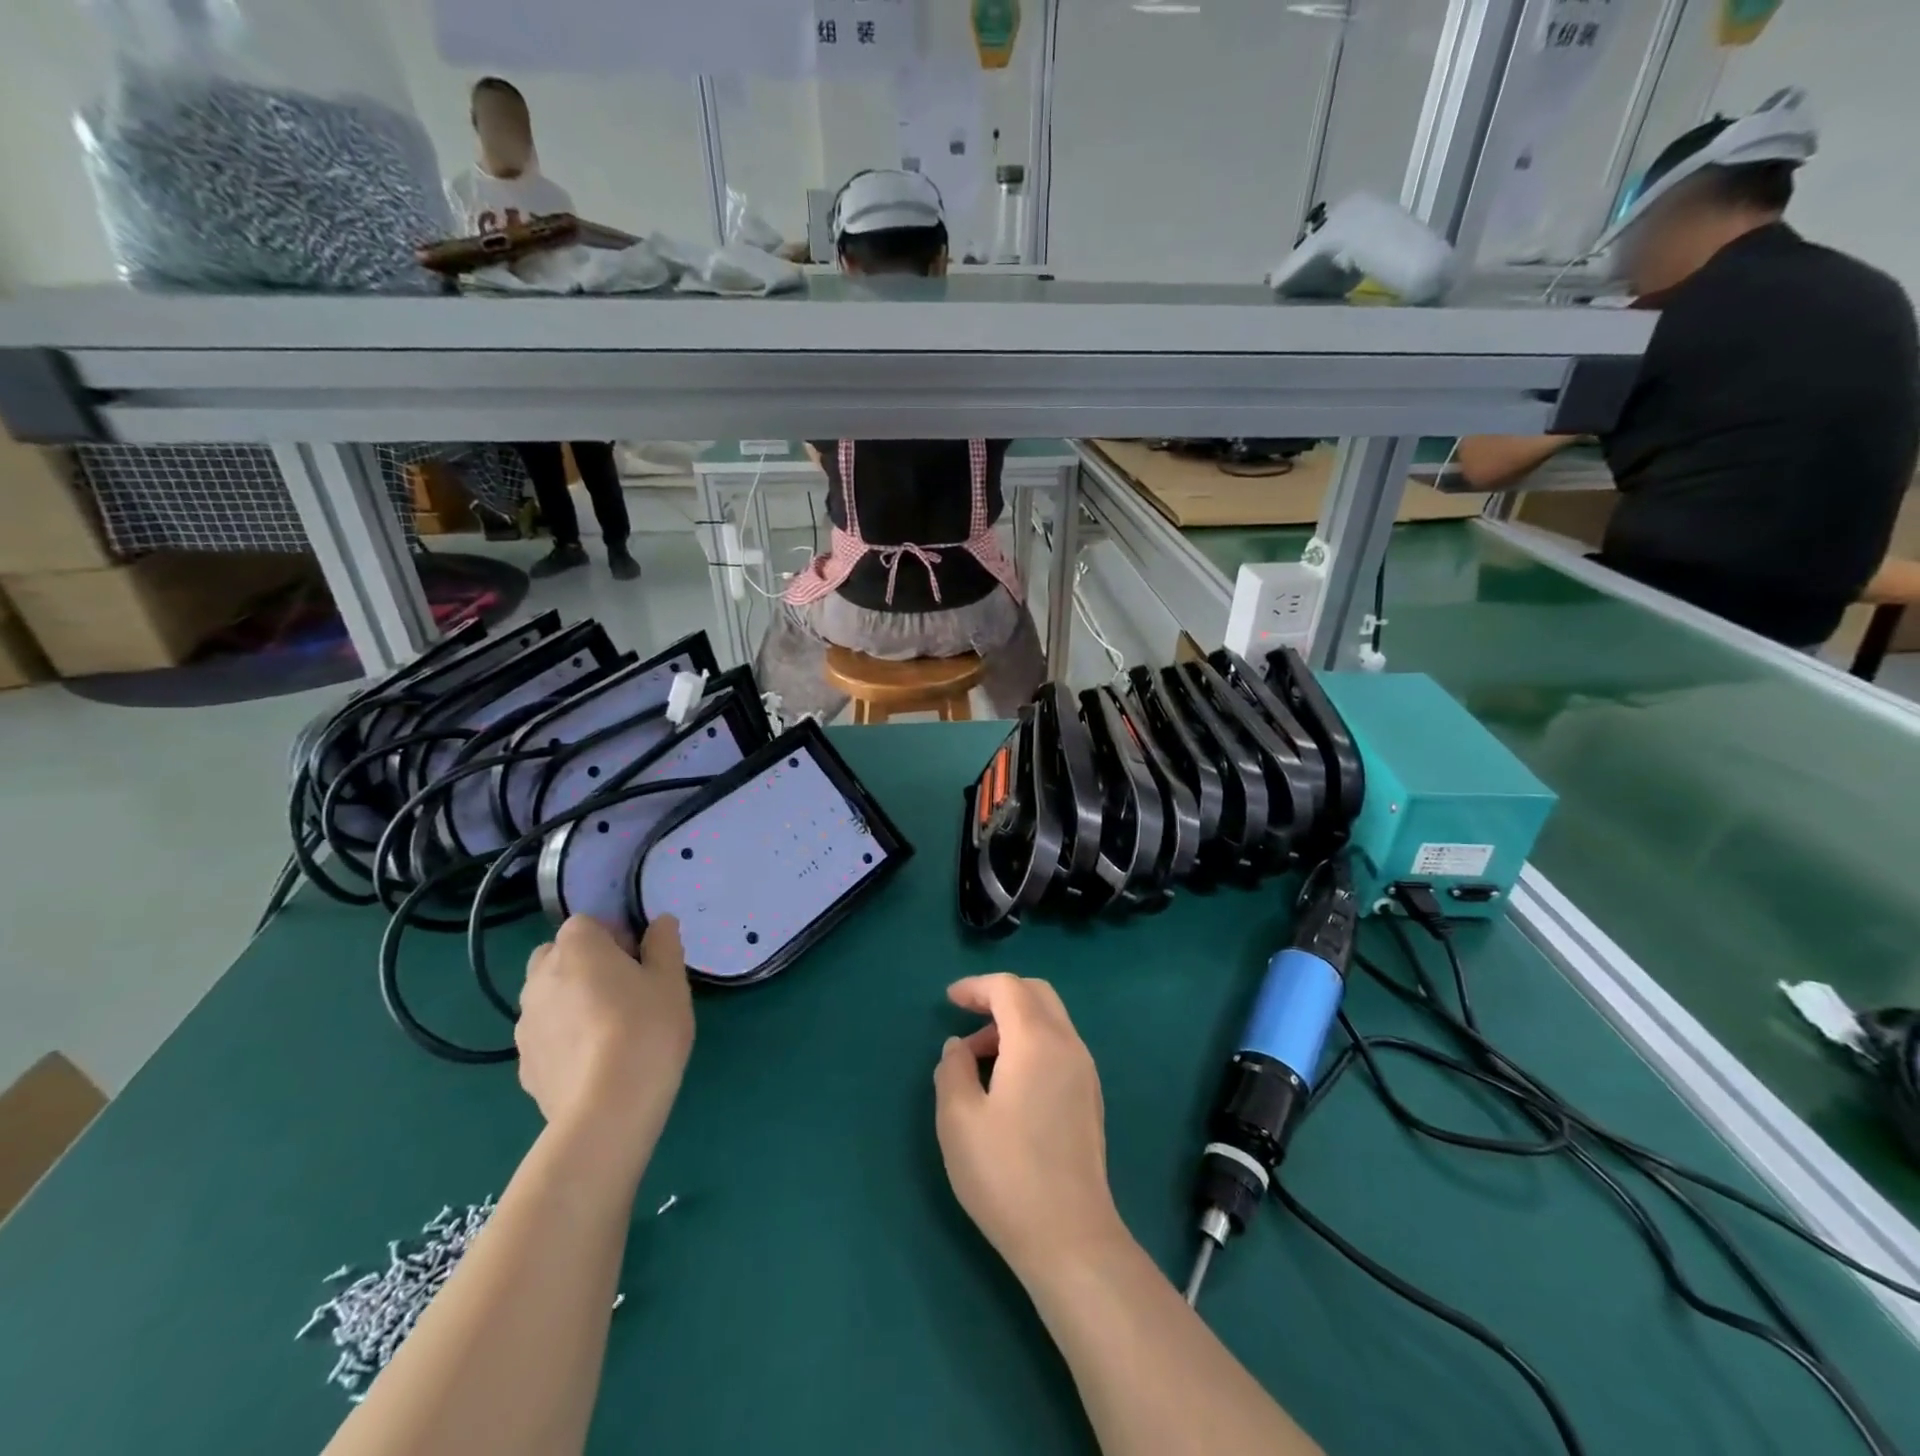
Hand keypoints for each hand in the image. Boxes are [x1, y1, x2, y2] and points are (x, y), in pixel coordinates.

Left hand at [516, 915, 692, 1143]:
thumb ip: (664, 944)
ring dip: (570, 1001)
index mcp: (576, 948)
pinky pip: (545, 1036)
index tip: (638, 958)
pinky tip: (593, 1061)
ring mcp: (525, 1024)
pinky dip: (563, 1038)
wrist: (608, 1108)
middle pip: (556, 956)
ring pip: (547, 998)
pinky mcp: (523, 1065)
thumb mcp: (671, 980)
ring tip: (608, 1028)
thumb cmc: (646, 1028)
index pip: (586, 923)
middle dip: (583, 964)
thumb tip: (660, 923)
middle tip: (623, 988)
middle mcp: (540, 979)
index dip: (612, 935)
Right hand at [933, 974, 1128, 1280]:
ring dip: (1015, 1022)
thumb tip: (959, 1048)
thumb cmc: (1006, 1173)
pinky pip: (1059, 1046)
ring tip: (979, 1058)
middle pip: (1036, 994)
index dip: (976, 986)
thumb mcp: (958, 1120)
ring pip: (1051, 1020)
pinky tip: (1009, 1080)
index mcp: (1036, 1040)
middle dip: (999, 995)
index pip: (1008, 988)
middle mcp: (1068, 1044)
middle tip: (966, 1016)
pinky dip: (1031, 1042)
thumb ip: (952, 1070)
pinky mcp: (1090, 1097)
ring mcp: (1085, 1071)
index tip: (949, 1000)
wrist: (1070, 1237)